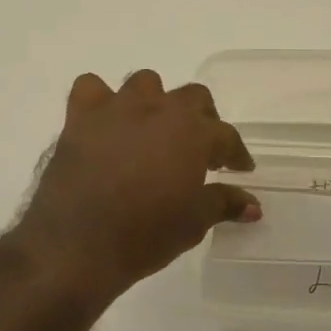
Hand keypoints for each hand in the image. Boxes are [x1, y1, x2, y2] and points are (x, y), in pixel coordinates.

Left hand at [14, 70, 259, 295]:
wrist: (77, 247)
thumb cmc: (144, 236)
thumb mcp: (193, 223)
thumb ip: (224, 204)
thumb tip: (253, 206)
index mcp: (192, 133)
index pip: (226, 135)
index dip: (236, 153)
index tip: (239, 169)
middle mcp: (158, 110)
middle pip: (193, 97)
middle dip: (202, 119)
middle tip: (200, 149)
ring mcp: (117, 109)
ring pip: (145, 83)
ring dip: (155, 102)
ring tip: (154, 130)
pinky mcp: (80, 118)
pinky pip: (91, 88)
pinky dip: (100, 100)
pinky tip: (105, 123)